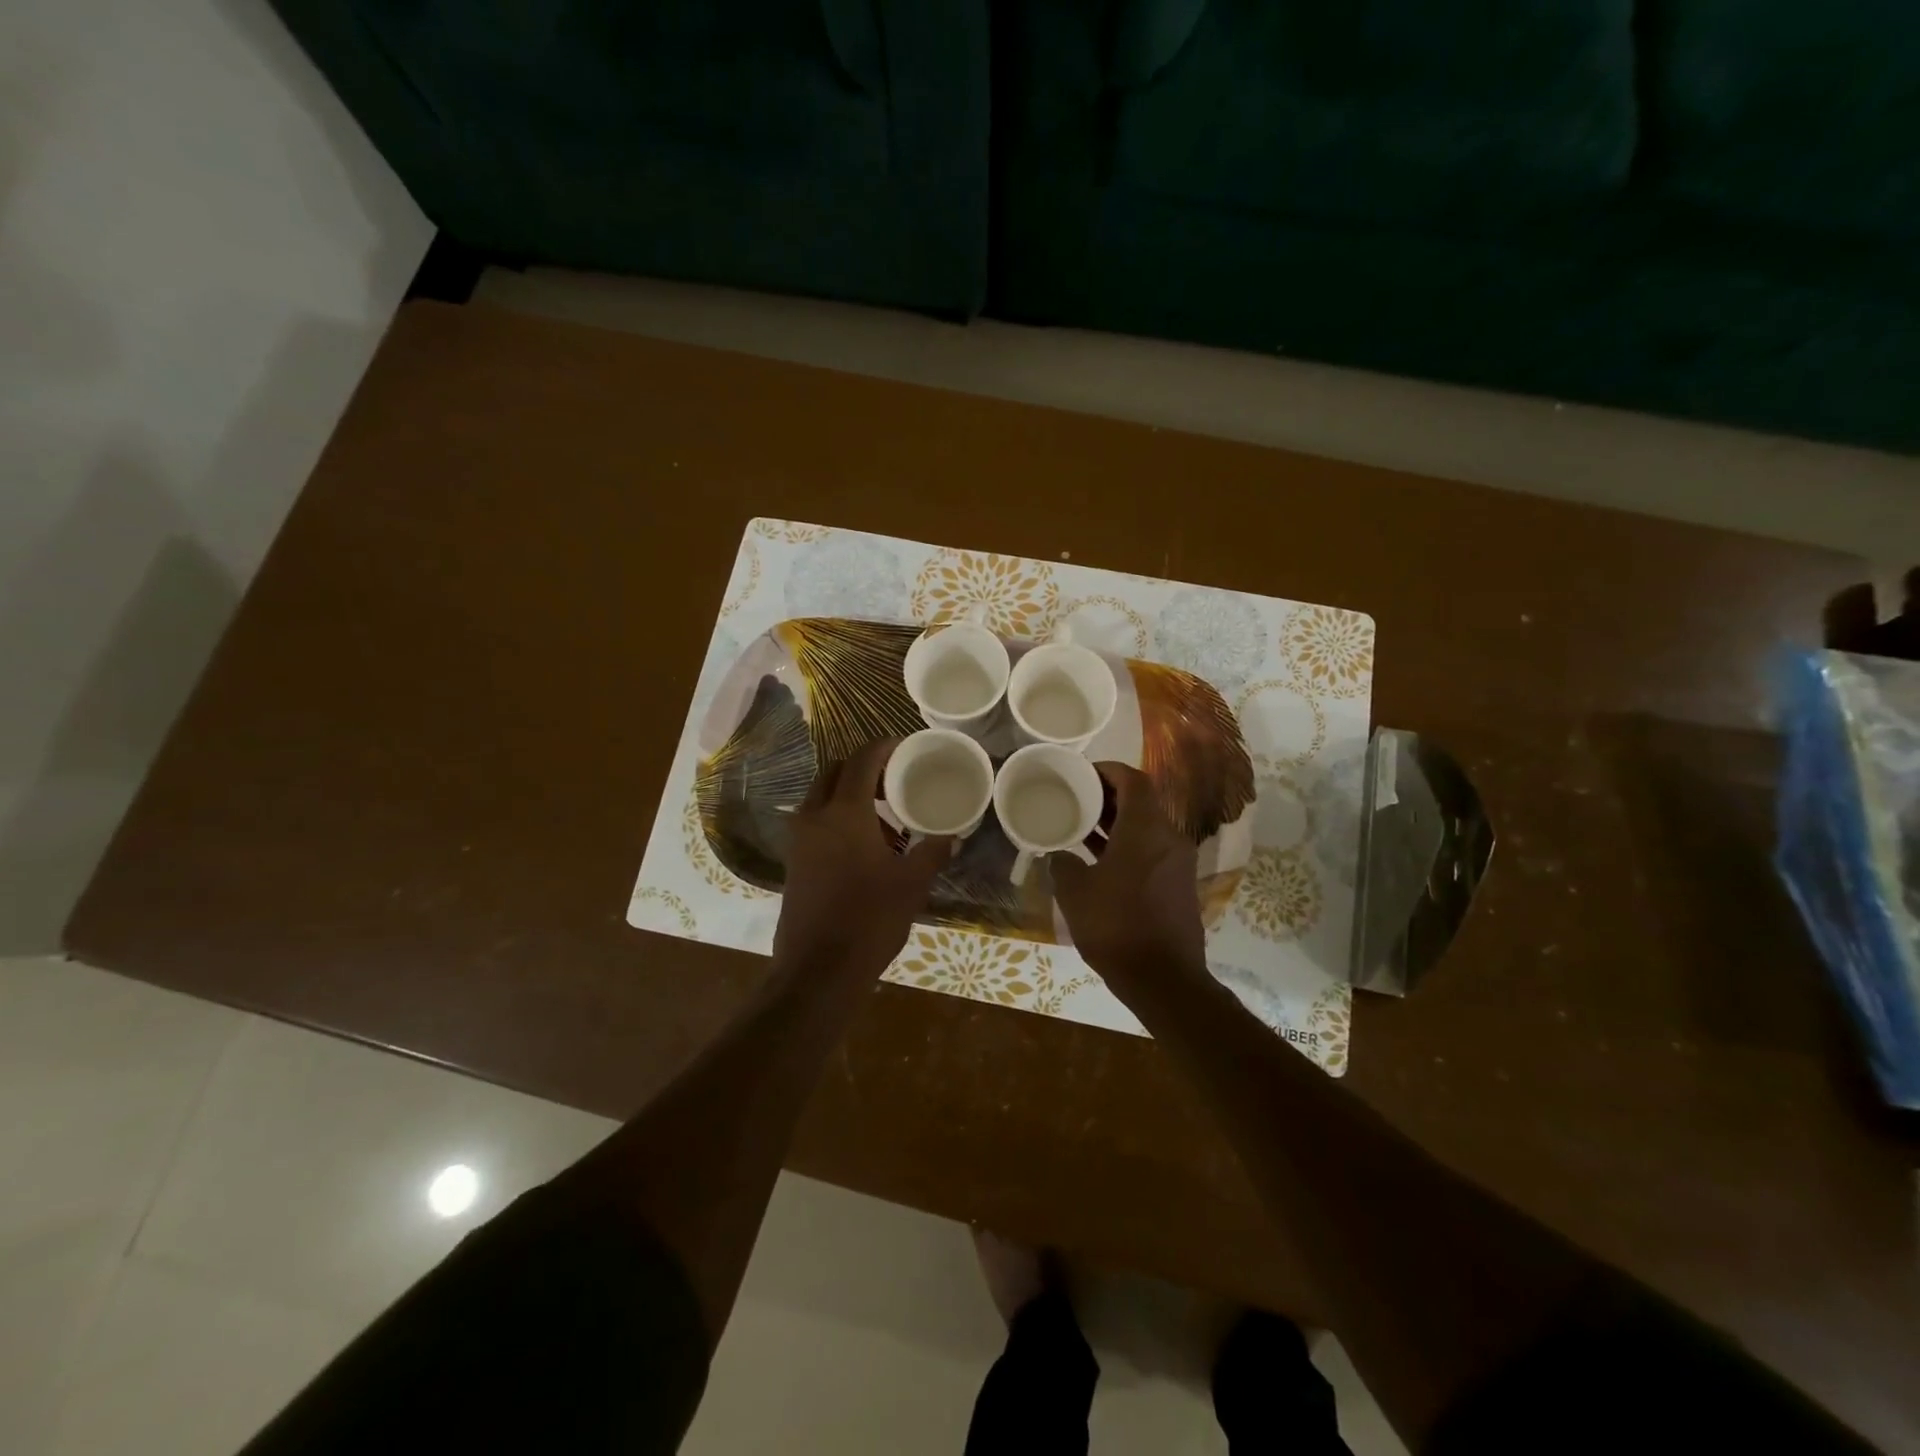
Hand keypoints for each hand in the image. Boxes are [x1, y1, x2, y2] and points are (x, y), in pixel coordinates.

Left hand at [773, 738, 953, 979]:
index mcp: (845, 813)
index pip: (862, 761)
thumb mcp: (911, 884)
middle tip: (894, 778)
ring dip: (849, 793)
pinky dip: (837, 816)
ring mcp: (799, 839)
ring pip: (821, 796)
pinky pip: (815, 821)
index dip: (883, 747)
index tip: (904, 746)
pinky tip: (865, 844)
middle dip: (863, 767)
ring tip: (885, 814)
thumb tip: (951, 836)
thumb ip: (932, 853)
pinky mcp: (794, 861)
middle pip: (835, 772)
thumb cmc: (869, 920)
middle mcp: (815, 816)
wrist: (818, 970)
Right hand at [1052, 763, 1206, 990]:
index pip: (1133, 780)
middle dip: (1109, 796)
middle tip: (1076, 798)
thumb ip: (1063, 864)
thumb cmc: (1116, 925)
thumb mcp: (1075, 892)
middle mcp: (1168, 838)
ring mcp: (1176, 863)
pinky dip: (1126, 845)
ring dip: (1116, 822)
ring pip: (1146, 827)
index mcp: (1146, 829)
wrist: (1163, 979)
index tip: (1082, 773)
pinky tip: (1098, 861)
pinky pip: (1150, 851)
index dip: (1108, 770)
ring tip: (1081, 826)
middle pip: (1141, 801)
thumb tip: (1061, 856)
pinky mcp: (1177, 885)